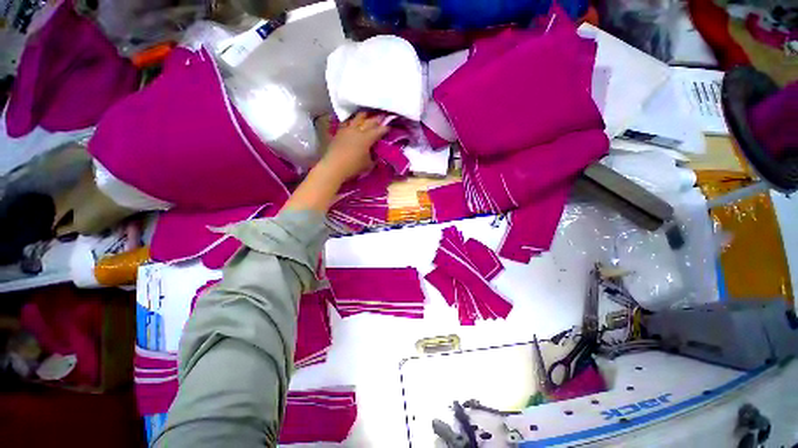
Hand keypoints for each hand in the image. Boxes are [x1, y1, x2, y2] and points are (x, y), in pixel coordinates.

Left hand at [282, 112, 387, 213]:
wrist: (333, 166)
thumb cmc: (353, 167)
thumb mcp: (368, 165)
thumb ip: (374, 158)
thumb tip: (377, 154)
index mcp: (367, 138)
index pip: (379, 130)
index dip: (386, 128)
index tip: (391, 126)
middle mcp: (358, 130)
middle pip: (369, 121)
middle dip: (378, 118)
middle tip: (383, 116)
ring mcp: (347, 130)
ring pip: (357, 118)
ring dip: (364, 116)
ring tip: (368, 114)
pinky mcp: (339, 132)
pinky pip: (347, 122)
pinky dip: (352, 121)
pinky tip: (352, 121)